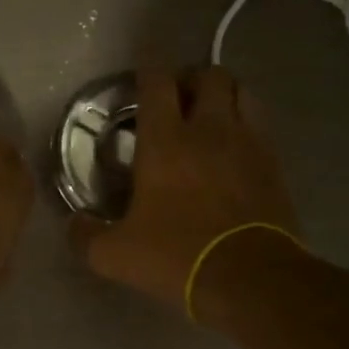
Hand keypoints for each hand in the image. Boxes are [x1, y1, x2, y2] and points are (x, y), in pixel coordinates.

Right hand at [70, 66, 301, 313]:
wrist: (251, 278)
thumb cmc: (177, 257)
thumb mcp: (114, 255)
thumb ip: (85, 235)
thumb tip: (73, 224)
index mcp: (166, 142)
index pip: (156, 83)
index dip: (146, 70)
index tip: (139, 74)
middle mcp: (210, 130)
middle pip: (208, 75)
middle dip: (190, 78)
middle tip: (175, 99)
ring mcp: (249, 143)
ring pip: (242, 92)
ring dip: (223, 95)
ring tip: (208, 115)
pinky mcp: (274, 164)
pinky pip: (260, 125)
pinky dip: (245, 124)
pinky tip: (233, 147)